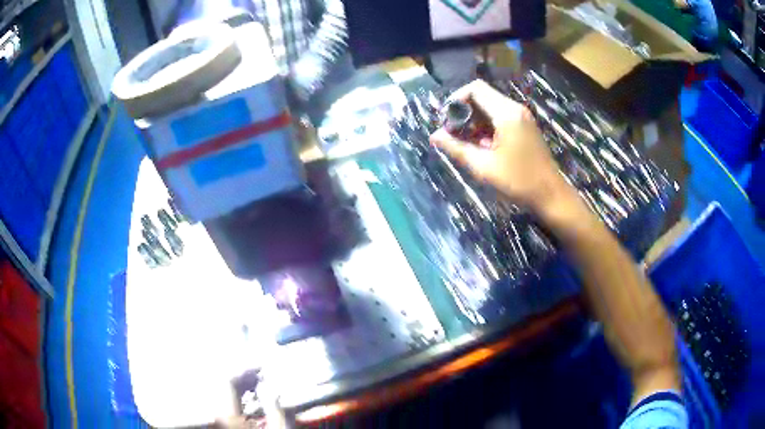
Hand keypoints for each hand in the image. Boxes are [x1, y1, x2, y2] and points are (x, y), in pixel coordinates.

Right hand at [430, 80, 579, 218]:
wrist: (551, 195)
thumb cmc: (518, 181)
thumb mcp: (483, 167)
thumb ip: (456, 148)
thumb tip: (434, 136)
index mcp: (506, 113)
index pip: (475, 89)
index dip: (456, 100)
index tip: (447, 121)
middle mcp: (515, 109)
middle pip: (482, 97)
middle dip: (464, 112)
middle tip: (453, 135)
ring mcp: (522, 117)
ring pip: (490, 108)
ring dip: (474, 121)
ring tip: (466, 144)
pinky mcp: (525, 127)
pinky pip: (500, 118)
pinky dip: (487, 127)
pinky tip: (482, 147)